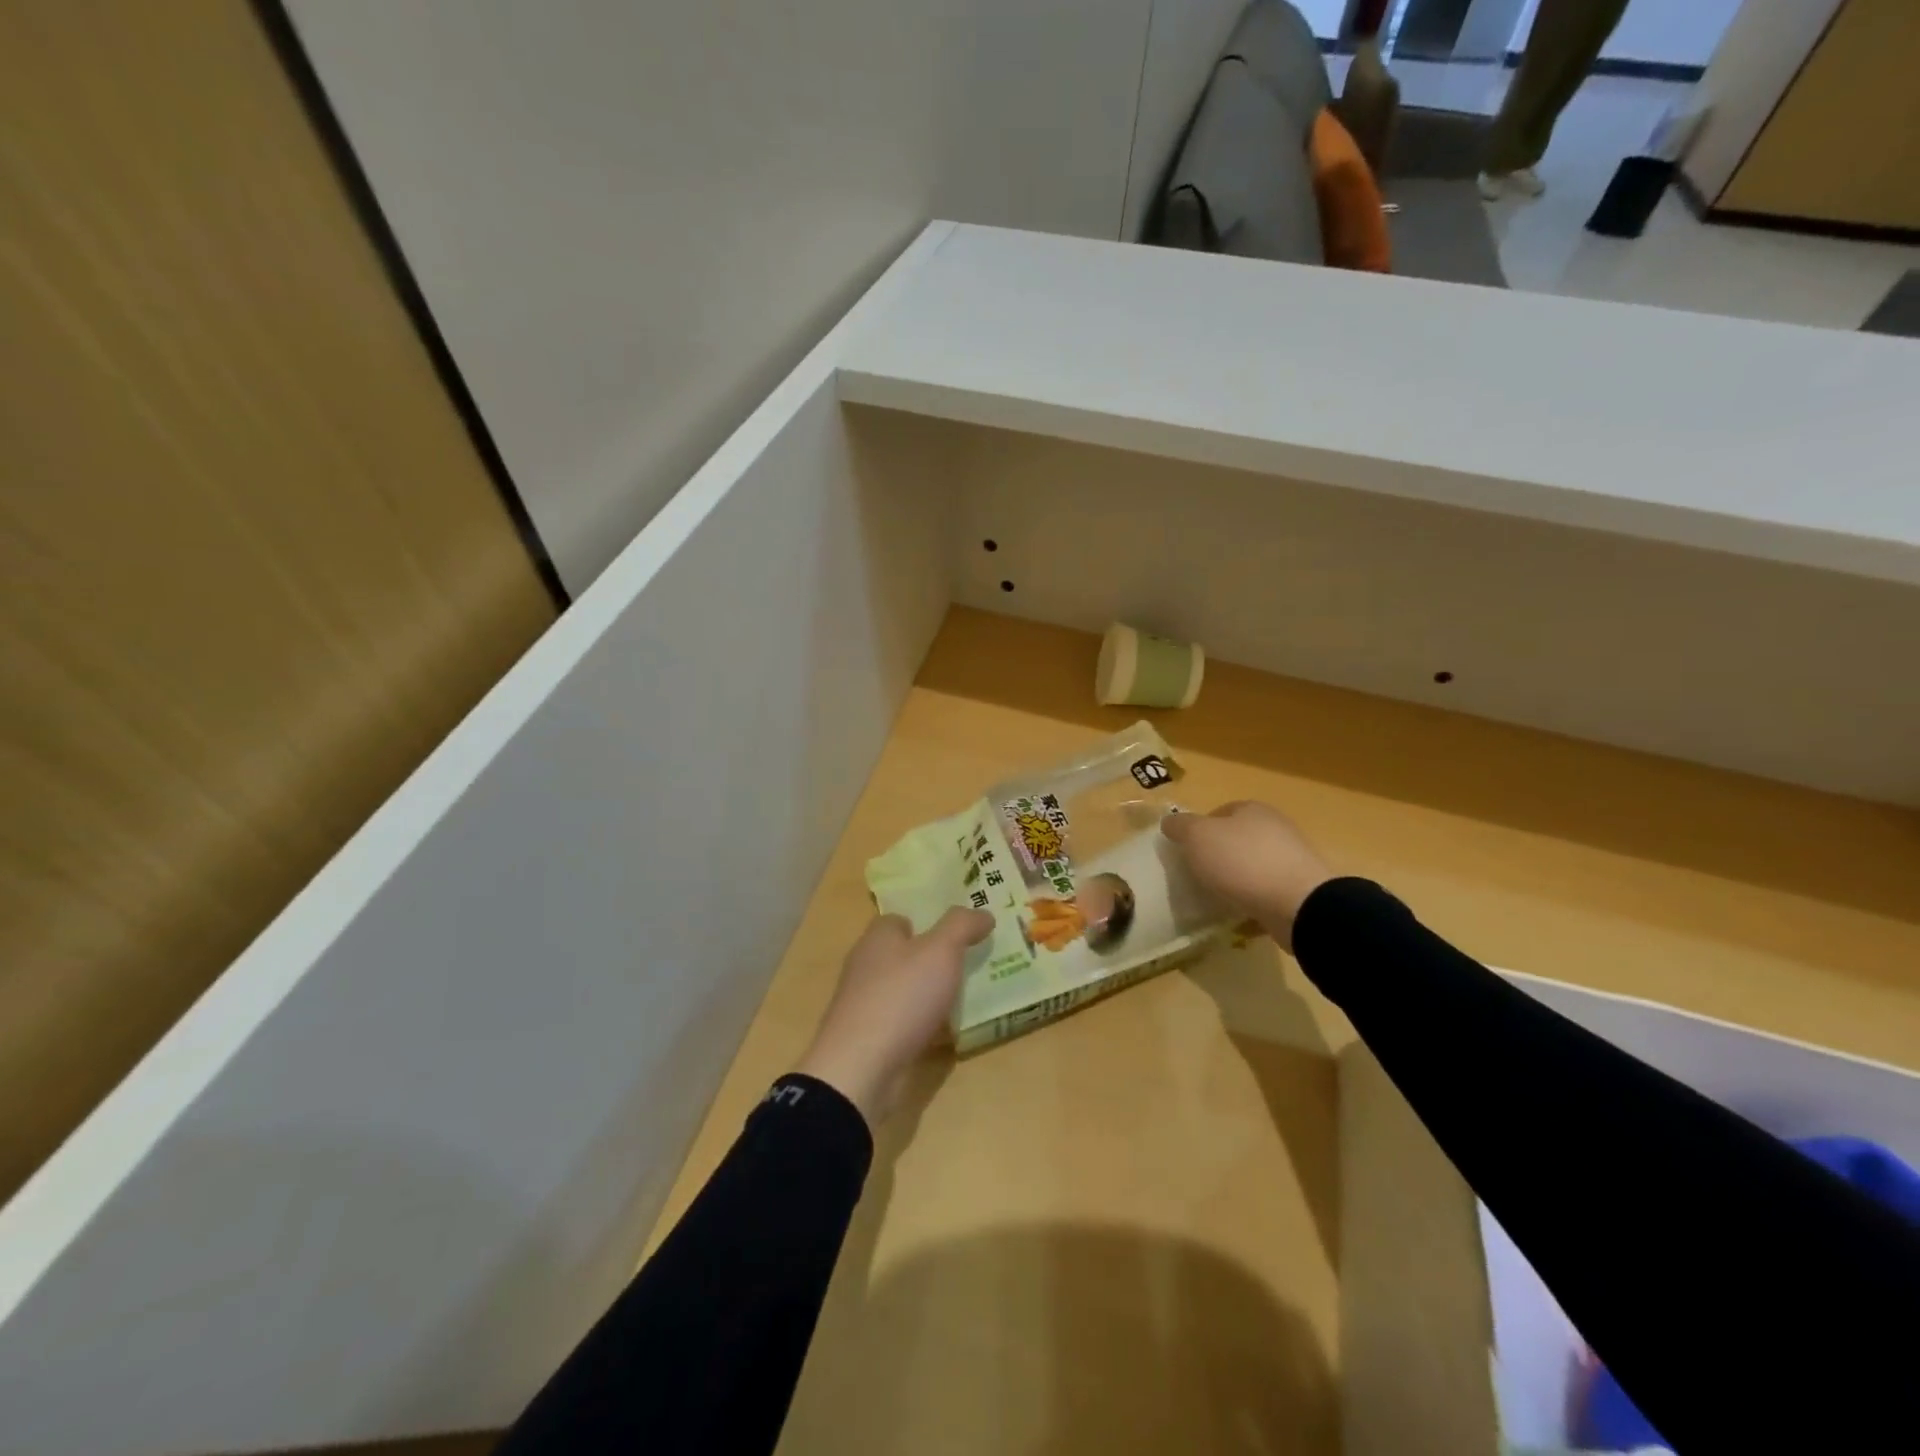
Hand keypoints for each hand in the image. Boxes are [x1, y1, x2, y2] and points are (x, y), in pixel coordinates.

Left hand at [793, 908, 992, 1125]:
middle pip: (903, 955)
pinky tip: (949, 1034)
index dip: (927, 922)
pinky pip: (904, 1023)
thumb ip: (962, 926)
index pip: (899, 920)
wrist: (861, 1067)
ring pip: (905, 990)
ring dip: (930, 994)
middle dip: (933, 959)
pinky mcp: (870, 1038)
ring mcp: (865, 1004)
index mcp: (877, 938)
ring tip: (968, 997)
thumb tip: (984, 913)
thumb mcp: (940, 951)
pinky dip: (924, 1025)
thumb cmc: (901, 996)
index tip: (958, 932)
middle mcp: (866, 966)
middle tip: (971, 963)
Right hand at [1160, 801, 1333, 950]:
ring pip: (1253, 864)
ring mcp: (1292, 858)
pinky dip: (1254, 898)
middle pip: (1237, 838)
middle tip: (1199, 875)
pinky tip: (1242, 912)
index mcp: (1252, 809)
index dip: (1199, 830)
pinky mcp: (1301, 888)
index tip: (1187, 852)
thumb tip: (1169, 822)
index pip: (1219, 812)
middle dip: (1218, 855)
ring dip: (1237, 878)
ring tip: (1218, 897)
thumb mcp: (1198, 837)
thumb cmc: (1242, 862)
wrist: (1299, 904)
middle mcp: (1275, 827)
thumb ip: (1180, 827)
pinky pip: (1268, 890)